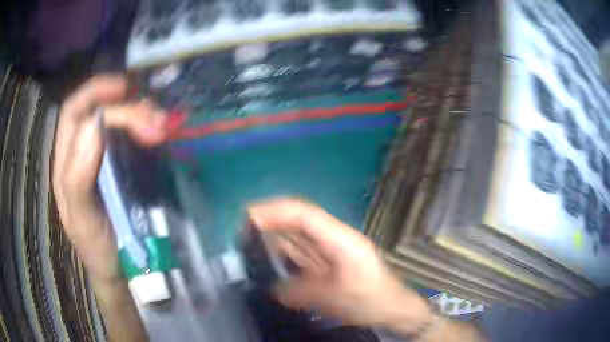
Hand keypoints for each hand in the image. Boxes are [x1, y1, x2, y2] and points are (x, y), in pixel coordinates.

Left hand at [52, 75, 166, 282]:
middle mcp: (82, 152)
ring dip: (141, 114)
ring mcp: (103, 157)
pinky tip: (160, 132)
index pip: (74, 112)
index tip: (124, 89)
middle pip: (99, 110)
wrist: (118, 269)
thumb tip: (94, 125)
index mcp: (65, 162)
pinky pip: (132, 135)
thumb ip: (78, 178)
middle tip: (156, 121)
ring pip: (119, 120)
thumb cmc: (96, 248)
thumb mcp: (82, 220)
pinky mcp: (122, 165)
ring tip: (162, 126)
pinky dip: (146, 127)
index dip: (95, 92)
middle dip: (127, 108)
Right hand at [248, 198, 430, 333]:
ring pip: (298, 236)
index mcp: (340, 240)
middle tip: (241, 232)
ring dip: (274, 237)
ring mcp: (332, 249)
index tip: (247, 218)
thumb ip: (300, 292)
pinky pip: (301, 252)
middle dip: (269, 221)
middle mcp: (335, 238)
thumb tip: (274, 289)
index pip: (304, 215)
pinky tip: (269, 262)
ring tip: (249, 245)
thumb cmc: (371, 301)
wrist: (394, 309)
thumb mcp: (334, 299)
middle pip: (298, 220)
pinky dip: (283, 254)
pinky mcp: (329, 262)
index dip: (274, 212)